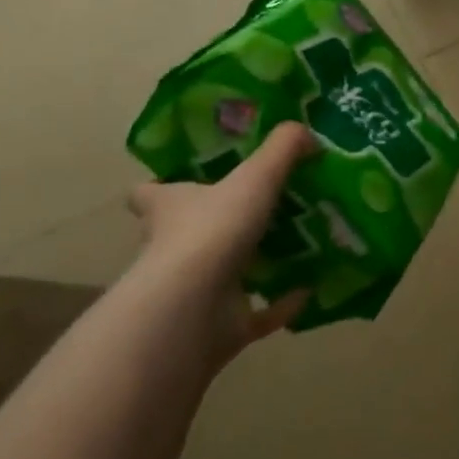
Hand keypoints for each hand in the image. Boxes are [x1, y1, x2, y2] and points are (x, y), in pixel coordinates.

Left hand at [127, 121, 317, 350]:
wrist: (194, 307)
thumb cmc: (213, 230)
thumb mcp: (255, 176)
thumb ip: (283, 148)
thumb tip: (307, 133)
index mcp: (169, 208)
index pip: (149, 194)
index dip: (163, 186)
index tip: (190, 178)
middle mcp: (173, 248)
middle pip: (189, 232)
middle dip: (219, 222)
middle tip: (263, 207)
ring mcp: (195, 291)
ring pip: (224, 273)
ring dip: (254, 263)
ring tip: (296, 244)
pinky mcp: (220, 325)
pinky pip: (256, 314)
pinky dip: (281, 305)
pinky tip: (309, 290)